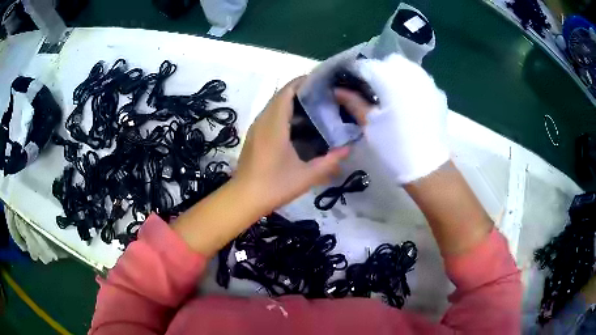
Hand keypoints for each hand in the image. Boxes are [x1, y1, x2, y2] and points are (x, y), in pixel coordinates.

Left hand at [234, 77, 349, 213]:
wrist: (244, 199)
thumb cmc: (274, 186)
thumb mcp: (306, 176)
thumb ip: (329, 161)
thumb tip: (348, 149)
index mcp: (274, 125)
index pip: (287, 92)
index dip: (303, 82)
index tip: (321, 82)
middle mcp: (263, 121)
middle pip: (281, 95)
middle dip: (300, 90)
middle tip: (323, 94)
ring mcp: (256, 128)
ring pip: (274, 104)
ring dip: (292, 101)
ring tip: (314, 106)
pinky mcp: (254, 136)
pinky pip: (270, 115)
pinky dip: (284, 112)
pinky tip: (298, 125)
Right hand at [335, 54, 449, 183]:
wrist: (426, 167)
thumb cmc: (393, 147)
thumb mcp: (369, 124)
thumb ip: (353, 102)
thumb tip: (337, 90)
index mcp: (390, 80)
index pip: (367, 65)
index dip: (355, 72)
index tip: (348, 82)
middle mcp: (411, 75)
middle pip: (388, 62)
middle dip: (377, 70)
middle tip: (370, 89)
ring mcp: (427, 83)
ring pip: (406, 67)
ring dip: (394, 74)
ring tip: (388, 92)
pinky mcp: (437, 94)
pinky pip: (420, 79)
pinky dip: (410, 82)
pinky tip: (407, 99)